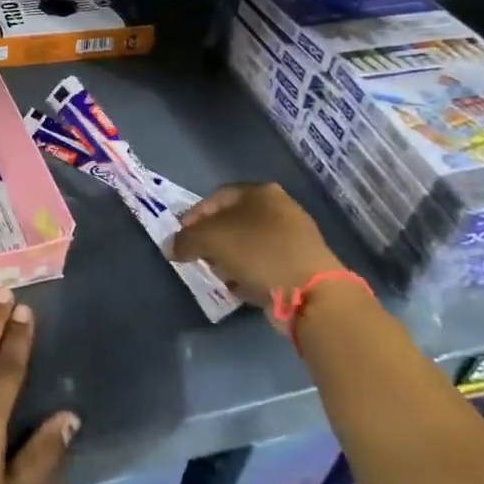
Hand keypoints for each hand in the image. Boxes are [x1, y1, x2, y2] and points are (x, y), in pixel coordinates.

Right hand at [171, 182, 343, 305]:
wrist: (310, 291)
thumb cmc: (256, 251)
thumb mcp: (209, 239)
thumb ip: (185, 240)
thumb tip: (173, 248)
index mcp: (260, 192)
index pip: (217, 197)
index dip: (194, 215)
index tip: (181, 236)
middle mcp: (280, 209)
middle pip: (233, 221)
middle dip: (211, 239)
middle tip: (197, 255)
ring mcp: (293, 238)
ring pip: (248, 244)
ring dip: (228, 258)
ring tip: (216, 274)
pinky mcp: (300, 265)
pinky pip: (263, 265)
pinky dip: (247, 273)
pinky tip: (238, 287)